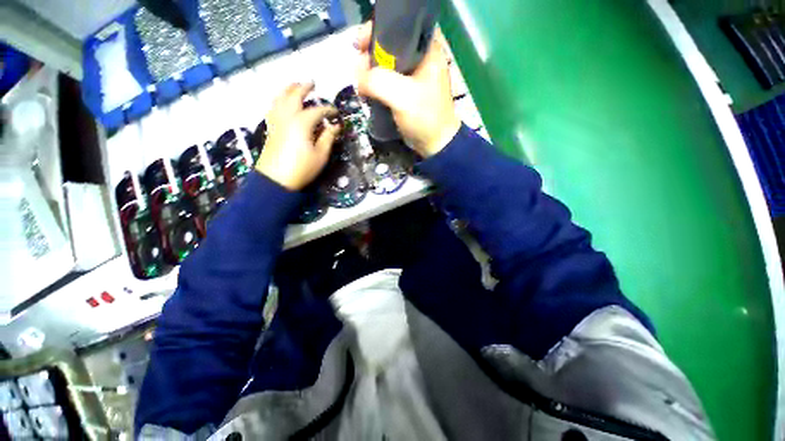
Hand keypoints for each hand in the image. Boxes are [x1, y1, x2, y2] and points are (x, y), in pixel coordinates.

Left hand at [255, 82, 340, 190]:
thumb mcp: (321, 155)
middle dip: (304, 87)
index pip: (317, 110)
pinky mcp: (270, 127)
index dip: (328, 110)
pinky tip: (281, 101)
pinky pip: (273, 107)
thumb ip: (328, 138)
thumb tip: (336, 126)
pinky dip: (279, 99)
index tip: (336, 113)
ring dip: (288, 89)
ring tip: (295, 85)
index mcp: (302, 123)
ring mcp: (276, 120)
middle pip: (294, 95)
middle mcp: (287, 116)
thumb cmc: (302, 168)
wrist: (276, 180)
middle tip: (312, 83)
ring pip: (280, 98)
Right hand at [356, 22, 460, 156]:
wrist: (436, 144)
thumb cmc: (425, 118)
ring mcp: (414, 76)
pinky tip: (368, 92)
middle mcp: (420, 58)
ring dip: (371, 72)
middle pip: (390, 45)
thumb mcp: (402, 97)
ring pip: (387, 64)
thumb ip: (378, 81)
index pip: (400, 27)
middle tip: (359, 71)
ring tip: (362, 85)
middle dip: (370, 55)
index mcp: (427, 50)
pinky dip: (376, 84)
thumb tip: (358, 77)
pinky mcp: (407, 91)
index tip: (359, 45)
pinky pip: (388, 80)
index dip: (377, 31)